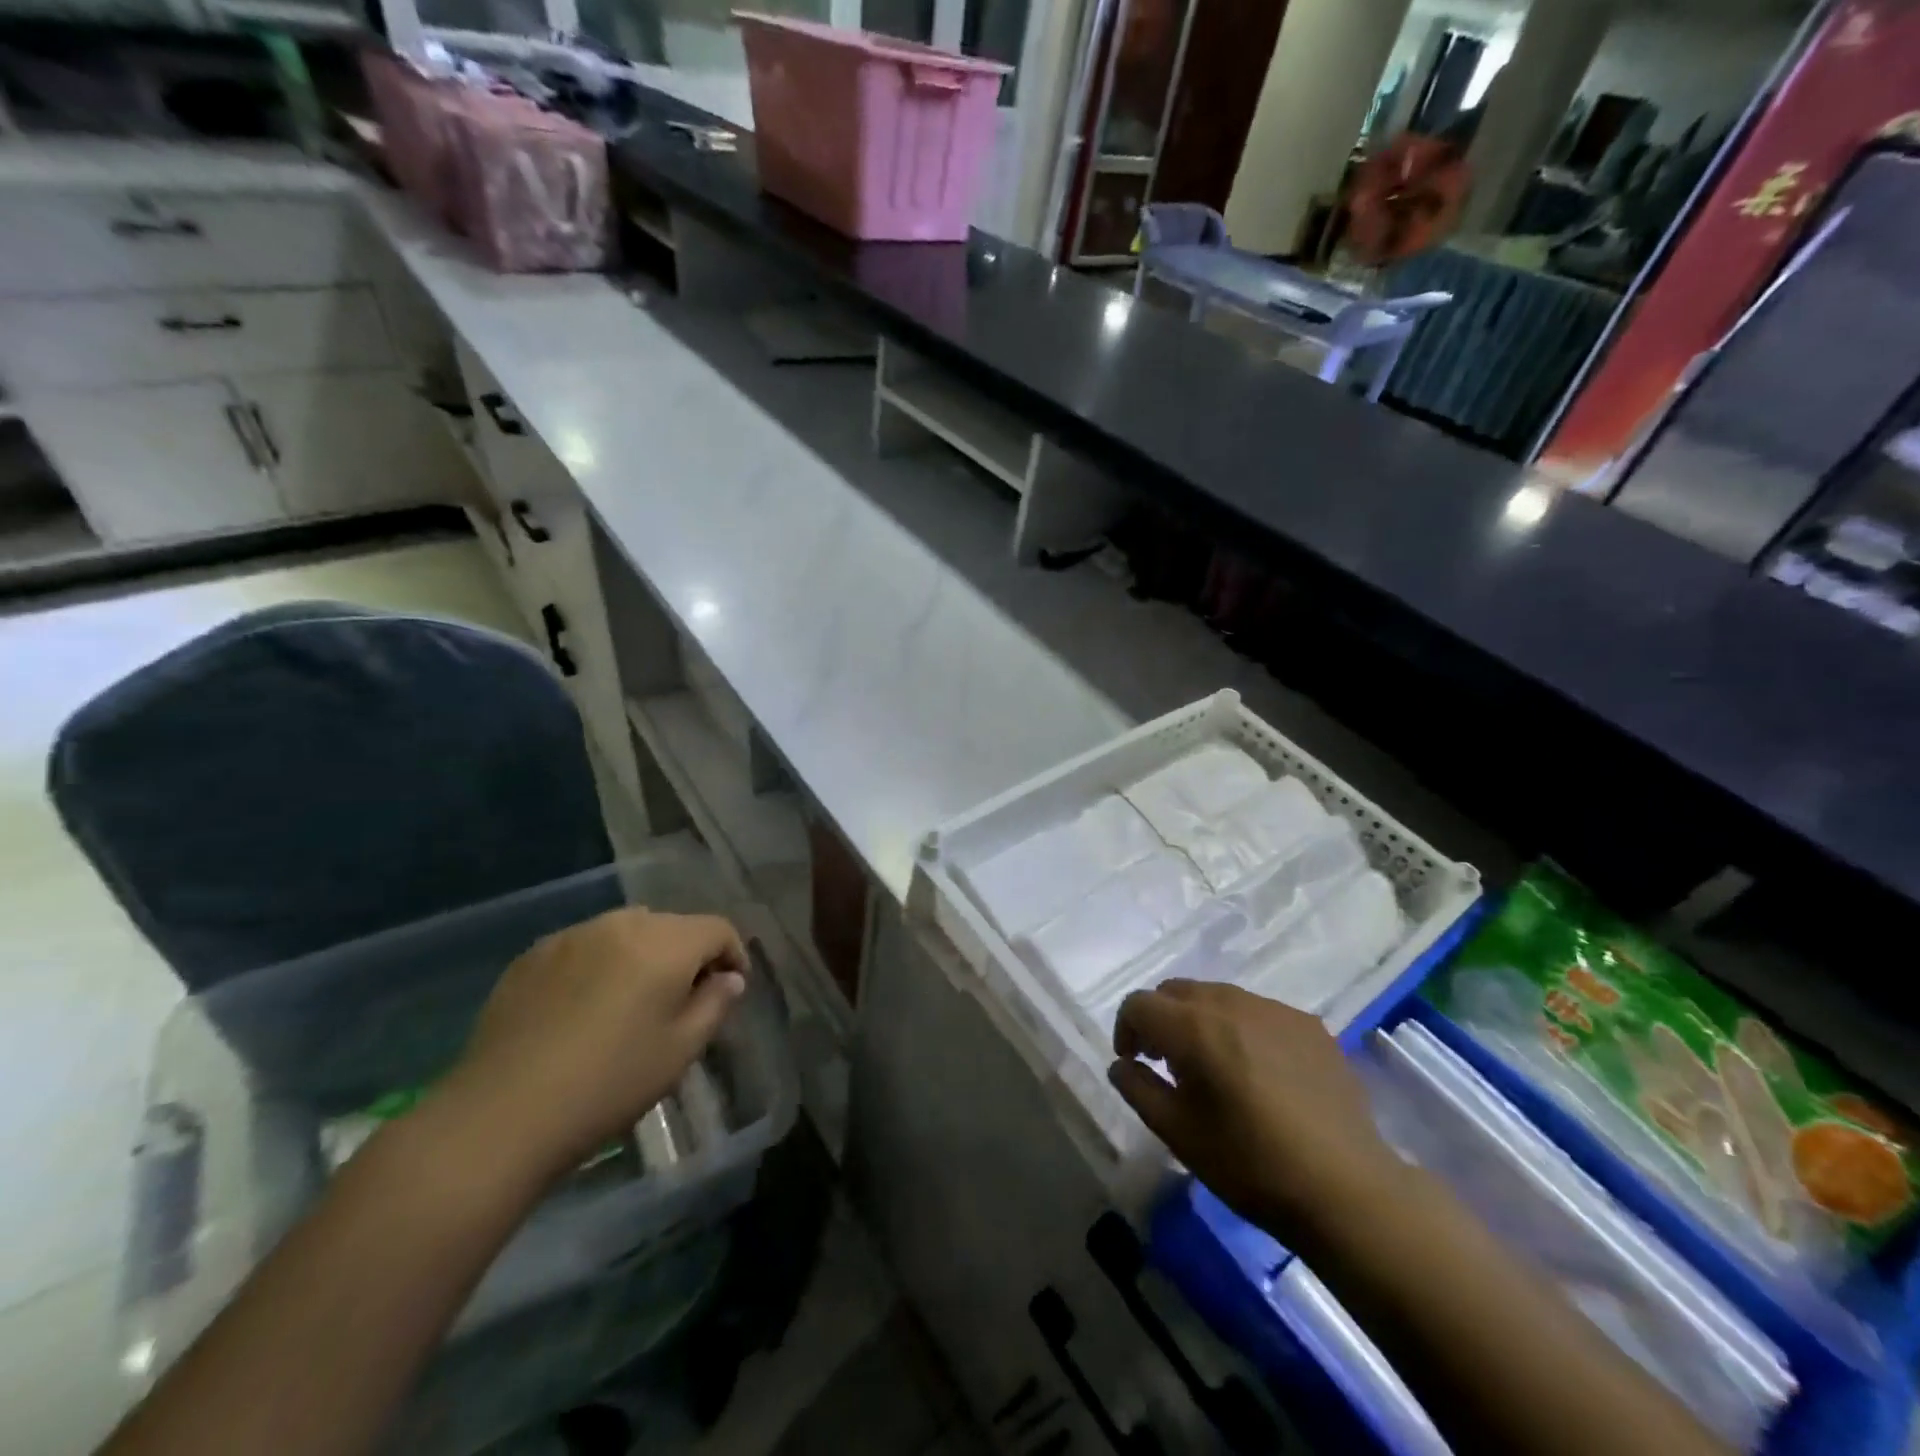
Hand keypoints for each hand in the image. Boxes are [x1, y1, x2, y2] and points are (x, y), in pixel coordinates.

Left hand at [439, 908, 747, 1183]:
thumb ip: (714, 1004)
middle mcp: (621, 925)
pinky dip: (600, 963)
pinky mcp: (532, 955)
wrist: (501, 1114)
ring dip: (643, 955)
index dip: (733, 954)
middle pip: (672, 925)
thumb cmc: (609, 1084)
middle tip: (684, 999)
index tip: (731, 989)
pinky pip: (585, 946)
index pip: (717, 929)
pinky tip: (584, 1007)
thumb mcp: (680, 1051)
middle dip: (688, 954)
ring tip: (633, 1000)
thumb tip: (728, 979)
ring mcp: (572, 936)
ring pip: (626, 931)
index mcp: (665, 943)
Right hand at [1109, 980, 1405, 1248]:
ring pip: (1217, 996)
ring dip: (1200, 1020)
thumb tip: (1121, 1064)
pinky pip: (1257, 1011)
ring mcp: (1274, 1009)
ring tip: (1213, 1066)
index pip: (1140, 1003)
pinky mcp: (1309, 1025)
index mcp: (1194, 1027)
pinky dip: (1241, 1028)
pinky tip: (1258, 1072)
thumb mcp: (1178, 1134)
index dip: (1126, 1028)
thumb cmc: (1251, 1165)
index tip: (1133, 1062)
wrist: (1348, 1189)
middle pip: (1176, 991)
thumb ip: (1138, 1089)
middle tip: (1167, 1062)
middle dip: (1161, 1019)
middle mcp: (1231, 1003)